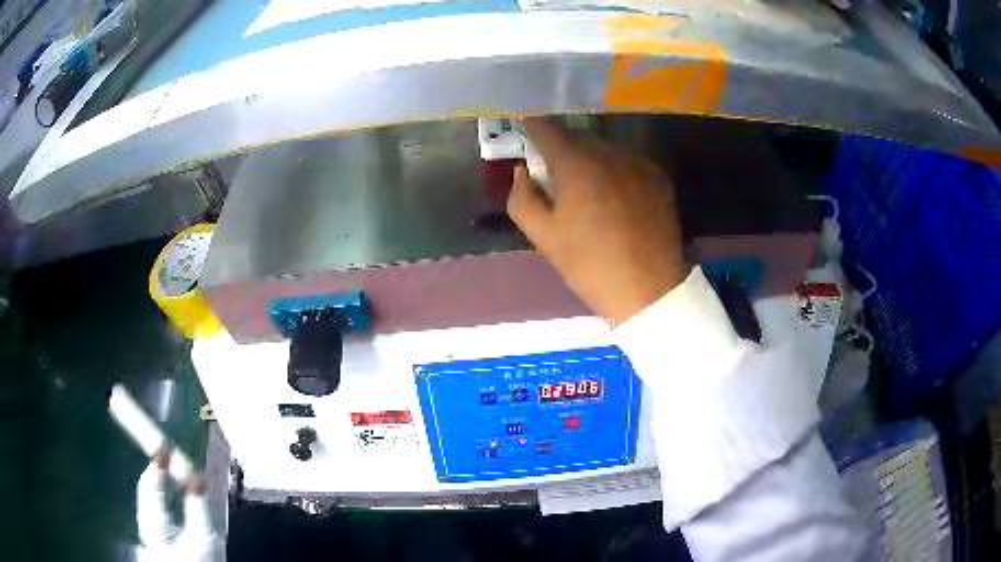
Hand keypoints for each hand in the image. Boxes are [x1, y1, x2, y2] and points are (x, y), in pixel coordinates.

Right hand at [507, 120, 688, 323]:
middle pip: (576, 135)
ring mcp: (638, 162)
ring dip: (590, 159)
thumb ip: (521, 197)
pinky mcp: (659, 176)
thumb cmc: (590, 265)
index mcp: (576, 164)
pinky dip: (615, 169)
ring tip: (590, 191)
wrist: (648, 289)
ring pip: (604, 147)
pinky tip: (617, 198)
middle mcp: (609, 152)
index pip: (545, 129)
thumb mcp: (543, 237)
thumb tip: (523, 172)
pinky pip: (628, 161)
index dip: (531, 132)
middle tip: (557, 178)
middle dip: (561, 149)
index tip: (527, 144)